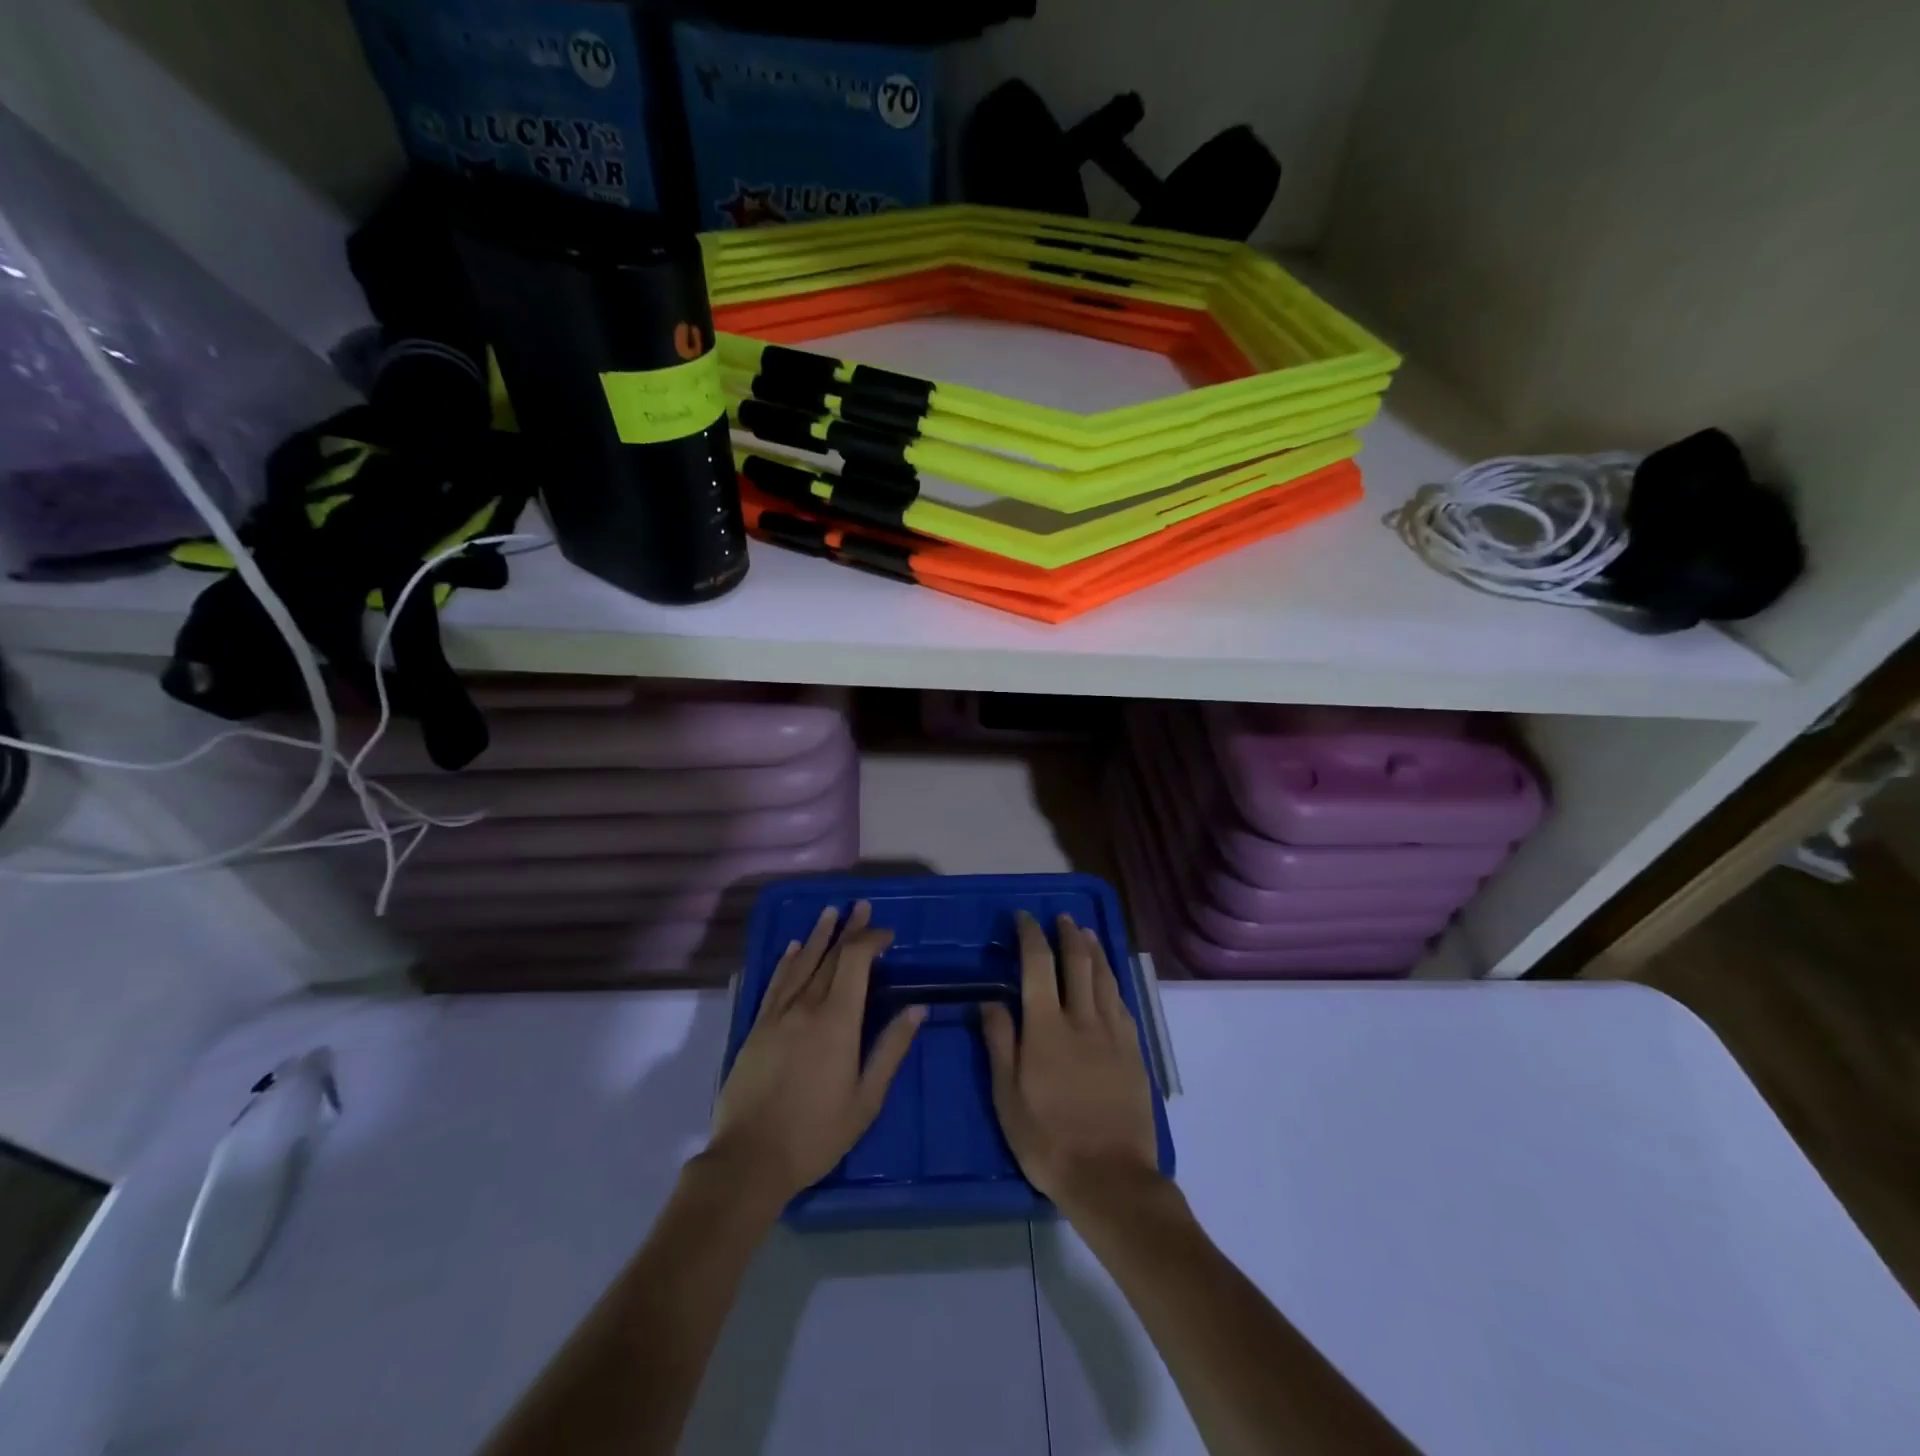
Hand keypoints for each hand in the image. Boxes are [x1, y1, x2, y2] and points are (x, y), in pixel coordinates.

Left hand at [708, 902, 924, 1207]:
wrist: (750, 1159)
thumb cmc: (817, 1133)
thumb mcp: (866, 1098)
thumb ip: (891, 1048)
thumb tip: (917, 1009)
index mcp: (837, 1021)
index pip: (855, 962)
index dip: (871, 940)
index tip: (887, 934)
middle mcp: (806, 1006)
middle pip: (830, 956)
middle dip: (849, 930)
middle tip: (861, 906)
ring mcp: (777, 1015)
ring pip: (801, 964)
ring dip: (819, 936)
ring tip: (830, 912)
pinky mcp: (756, 1027)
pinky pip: (775, 983)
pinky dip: (787, 961)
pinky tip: (794, 948)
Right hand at [981, 911, 1162, 1215]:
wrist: (1111, 1177)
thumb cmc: (1048, 1141)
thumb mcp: (1008, 1097)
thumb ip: (1000, 1043)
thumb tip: (990, 1000)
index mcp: (1046, 1027)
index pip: (1038, 965)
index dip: (1031, 935)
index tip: (1024, 918)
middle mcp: (1082, 1019)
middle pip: (1078, 962)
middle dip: (1068, 934)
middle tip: (1061, 917)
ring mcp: (1113, 1034)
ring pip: (1104, 977)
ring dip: (1094, 949)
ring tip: (1086, 932)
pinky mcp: (1134, 1051)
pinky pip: (1122, 1004)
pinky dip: (1112, 981)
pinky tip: (1109, 979)